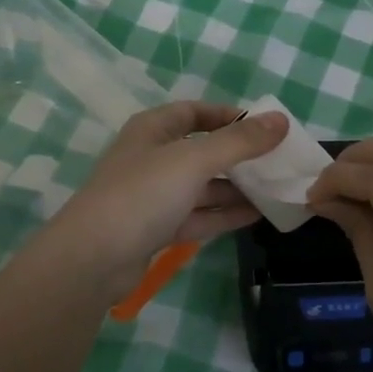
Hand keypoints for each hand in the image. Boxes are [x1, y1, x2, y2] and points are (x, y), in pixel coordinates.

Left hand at [34, 103, 288, 303]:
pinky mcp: (157, 229)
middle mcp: (153, 158)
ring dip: (237, 188)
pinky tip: (258, 216)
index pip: (195, 112)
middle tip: (280, 162)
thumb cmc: (141, 194)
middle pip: (203, 150)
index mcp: (153, 130)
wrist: (92, 259)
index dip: (229, 116)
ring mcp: (154, 196)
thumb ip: (239, 142)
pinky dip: (225, 215)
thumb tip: (281, 119)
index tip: (265, 126)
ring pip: (203, 186)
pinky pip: (199, 215)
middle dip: (239, 156)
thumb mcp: (193, 160)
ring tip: (278, 191)